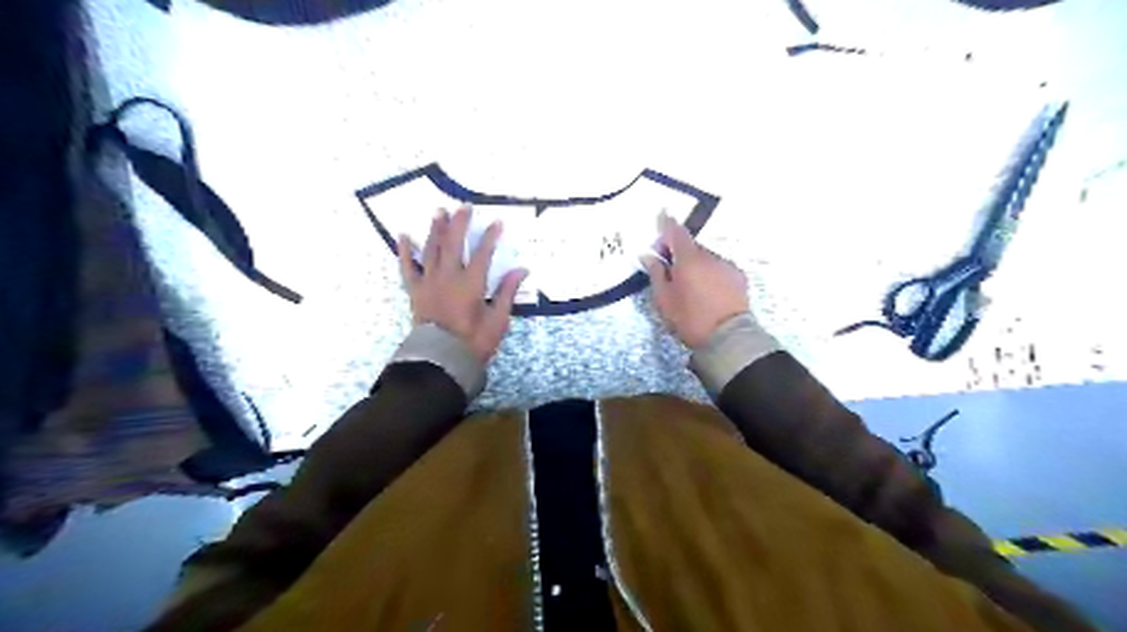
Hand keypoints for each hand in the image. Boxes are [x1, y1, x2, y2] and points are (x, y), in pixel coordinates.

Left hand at [396, 207, 528, 365]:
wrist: (440, 361)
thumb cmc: (473, 343)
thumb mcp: (498, 321)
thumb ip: (507, 292)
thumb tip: (522, 270)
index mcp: (470, 283)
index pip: (483, 253)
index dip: (490, 236)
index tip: (497, 222)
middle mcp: (448, 276)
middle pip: (454, 243)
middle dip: (460, 223)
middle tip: (464, 207)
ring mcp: (429, 282)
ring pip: (431, 249)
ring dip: (436, 229)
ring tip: (439, 212)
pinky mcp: (415, 291)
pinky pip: (408, 267)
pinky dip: (405, 251)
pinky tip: (403, 236)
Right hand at [642, 214, 744, 347]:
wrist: (728, 338)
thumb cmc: (689, 319)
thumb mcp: (664, 299)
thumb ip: (656, 274)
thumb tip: (649, 255)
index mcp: (688, 259)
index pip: (676, 232)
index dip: (666, 223)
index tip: (661, 215)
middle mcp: (710, 256)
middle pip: (691, 245)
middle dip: (679, 250)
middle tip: (668, 266)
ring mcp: (727, 265)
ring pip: (706, 257)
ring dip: (695, 263)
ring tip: (689, 284)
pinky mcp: (739, 277)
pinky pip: (719, 267)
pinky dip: (710, 272)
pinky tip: (706, 289)